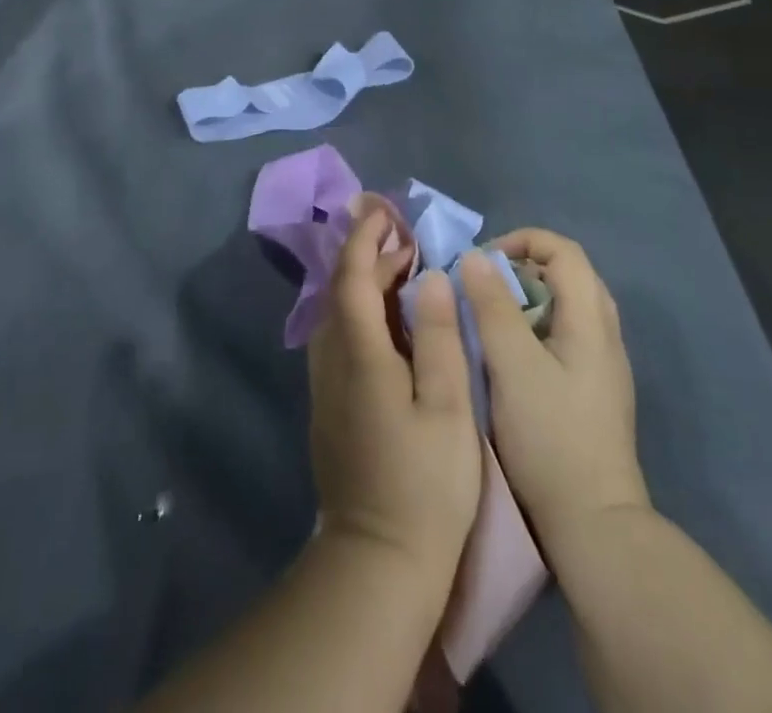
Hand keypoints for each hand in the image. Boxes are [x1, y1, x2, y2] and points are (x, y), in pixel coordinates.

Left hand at [309, 196, 482, 597]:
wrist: (378, 563)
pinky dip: (359, 313)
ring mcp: (325, 388)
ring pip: (337, 316)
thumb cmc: (425, 483)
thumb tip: (428, 277)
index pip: (352, 277)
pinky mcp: (328, 409)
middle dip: (368, 256)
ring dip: (362, 284)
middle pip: (342, 292)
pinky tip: (385, 322)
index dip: (365, 239)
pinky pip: (338, 339)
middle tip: (404, 238)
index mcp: (360, 354)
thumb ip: (436, 336)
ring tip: (399, 270)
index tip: (381, 209)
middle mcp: (332, 362)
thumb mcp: (447, 406)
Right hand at [458, 231, 648, 549]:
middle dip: (523, 267)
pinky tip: (510, 357)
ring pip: (566, 307)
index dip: (522, 241)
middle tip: (485, 286)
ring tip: (492, 318)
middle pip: (569, 274)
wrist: (594, 524)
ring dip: (528, 298)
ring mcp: (603, 366)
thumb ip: (493, 306)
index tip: (483, 262)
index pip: (564, 250)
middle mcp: (605, 334)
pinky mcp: (594, 392)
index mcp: (591, 320)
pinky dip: (536, 326)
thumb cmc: (551, 436)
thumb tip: (474, 257)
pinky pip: (566, 335)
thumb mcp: (512, 365)